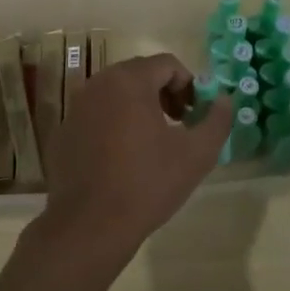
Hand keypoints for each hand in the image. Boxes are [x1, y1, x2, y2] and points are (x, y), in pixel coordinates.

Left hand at [39, 54, 233, 264]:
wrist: (89, 226)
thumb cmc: (147, 183)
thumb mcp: (197, 154)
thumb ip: (217, 120)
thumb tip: (225, 100)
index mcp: (129, 80)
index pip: (167, 64)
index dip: (188, 85)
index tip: (195, 115)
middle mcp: (98, 83)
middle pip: (140, 74)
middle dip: (164, 94)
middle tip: (178, 125)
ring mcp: (76, 107)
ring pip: (116, 93)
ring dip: (139, 107)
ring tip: (152, 143)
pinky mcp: (64, 131)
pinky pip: (96, 115)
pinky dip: (114, 124)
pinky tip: (122, 159)